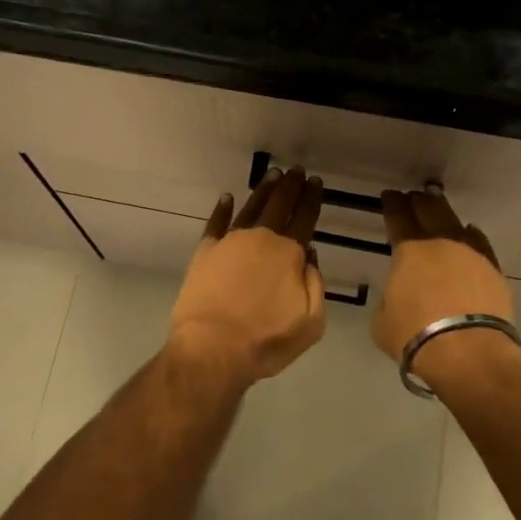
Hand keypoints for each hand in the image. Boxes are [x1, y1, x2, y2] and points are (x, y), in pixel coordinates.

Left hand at [169, 168, 326, 388]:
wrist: (212, 348)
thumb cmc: (266, 341)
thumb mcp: (310, 323)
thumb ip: (316, 285)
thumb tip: (310, 256)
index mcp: (289, 253)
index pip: (305, 218)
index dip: (312, 199)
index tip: (316, 182)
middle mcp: (261, 239)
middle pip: (279, 205)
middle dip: (291, 186)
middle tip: (297, 171)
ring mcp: (230, 242)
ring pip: (250, 207)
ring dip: (263, 190)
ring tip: (273, 175)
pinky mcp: (205, 252)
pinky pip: (216, 223)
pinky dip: (222, 208)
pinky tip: (227, 197)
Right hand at [373, 188, 520, 392]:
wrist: (470, 354)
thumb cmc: (416, 336)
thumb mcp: (382, 320)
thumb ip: (389, 298)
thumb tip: (398, 295)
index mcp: (409, 250)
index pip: (398, 216)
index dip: (392, 204)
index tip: (389, 196)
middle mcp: (442, 243)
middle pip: (430, 209)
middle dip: (419, 201)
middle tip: (413, 198)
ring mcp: (472, 254)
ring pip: (457, 223)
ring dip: (445, 215)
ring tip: (439, 213)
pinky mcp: (494, 271)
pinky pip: (479, 244)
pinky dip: (470, 237)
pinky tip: (468, 237)